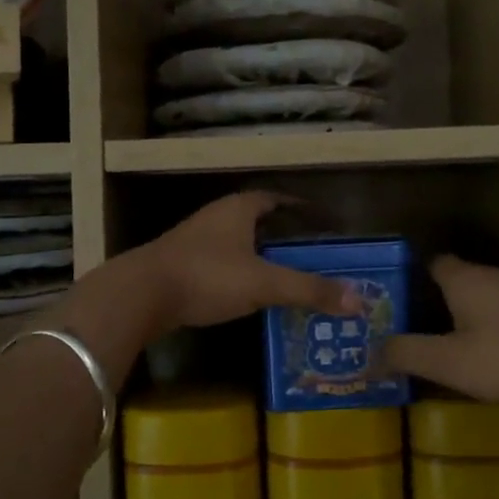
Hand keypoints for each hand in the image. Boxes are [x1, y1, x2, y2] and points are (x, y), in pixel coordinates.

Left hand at [133, 192, 360, 337]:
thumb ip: (309, 290)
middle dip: (280, 233)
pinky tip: (246, 292)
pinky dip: (237, 271)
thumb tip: (358, 300)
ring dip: (257, 254)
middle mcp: (215, 217)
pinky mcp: (179, 264)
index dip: (297, 206)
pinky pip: (218, 262)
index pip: (274, 198)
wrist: (140, 295)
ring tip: (283, 273)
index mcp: (238, 209)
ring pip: (235, 241)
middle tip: (307, 252)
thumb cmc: (207, 276)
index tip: (318, 220)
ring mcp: (194, 240)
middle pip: (254, 219)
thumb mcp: (264, 283)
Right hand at [384, 256, 498, 405]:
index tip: (394, 303)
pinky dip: (494, 328)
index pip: (430, 264)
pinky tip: (494, 355)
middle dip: (435, 302)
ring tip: (449, 347)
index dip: (411, 279)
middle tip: (414, 331)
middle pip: (456, 281)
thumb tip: (369, 353)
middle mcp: (492, 275)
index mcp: (464, 279)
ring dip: (467, 317)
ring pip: (484, 297)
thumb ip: (408, 354)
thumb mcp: (451, 362)